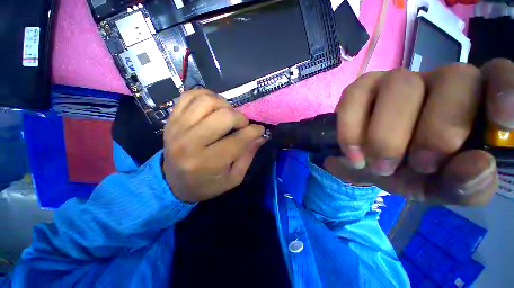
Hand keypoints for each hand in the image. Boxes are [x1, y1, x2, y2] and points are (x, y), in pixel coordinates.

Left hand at [163, 90, 265, 201]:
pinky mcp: (171, 119)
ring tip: (228, 115)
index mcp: (207, 162)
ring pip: (207, 101)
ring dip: (224, 105)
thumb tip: (261, 135)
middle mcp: (190, 143)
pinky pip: (190, 96)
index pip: (237, 139)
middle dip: (240, 118)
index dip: (254, 131)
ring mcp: (177, 128)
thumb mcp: (233, 178)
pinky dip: (206, 96)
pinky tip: (213, 106)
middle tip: (242, 125)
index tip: (259, 129)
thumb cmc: (207, 184)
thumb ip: (248, 155)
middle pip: (223, 116)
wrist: (173, 183)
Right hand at [327, 59, 513, 204]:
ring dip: (385, 136)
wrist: (370, 164)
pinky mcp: (359, 89)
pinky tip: (353, 152)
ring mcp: (394, 80)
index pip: (500, 75)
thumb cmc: (414, 174)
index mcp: (473, 103)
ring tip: (378, 165)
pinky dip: (350, 128)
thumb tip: (478, 165)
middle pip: (453, 79)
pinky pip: (353, 98)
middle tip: (417, 166)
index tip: (503, 121)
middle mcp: (438, 80)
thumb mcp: (444, 187)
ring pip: (399, 88)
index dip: (506, 89)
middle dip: (435, 131)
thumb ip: (467, 183)